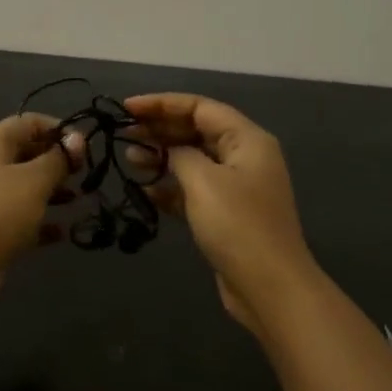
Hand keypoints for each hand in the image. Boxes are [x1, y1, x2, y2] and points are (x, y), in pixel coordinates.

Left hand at [0, 114, 81, 296]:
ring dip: (52, 190)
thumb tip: (76, 139)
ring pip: (25, 187)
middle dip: (56, 160)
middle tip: (83, 171)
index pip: (27, 122)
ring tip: (78, 198)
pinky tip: (63, 232)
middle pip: (26, 153)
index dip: (56, 127)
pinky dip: (41, 222)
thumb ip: (58, 159)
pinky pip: (21, 218)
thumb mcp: (34, 180)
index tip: (83, 143)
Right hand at [125, 94, 321, 332]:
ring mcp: (236, 186)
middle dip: (159, 129)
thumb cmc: (238, 226)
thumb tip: (167, 149)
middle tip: (122, 132)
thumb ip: (179, 154)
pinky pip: (193, 188)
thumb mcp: (203, 181)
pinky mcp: (225, 213)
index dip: (162, 104)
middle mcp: (244, 156)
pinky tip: (144, 189)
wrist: (269, 286)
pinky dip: (170, 185)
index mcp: (247, 139)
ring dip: (161, 156)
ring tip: (128, 158)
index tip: (126, 108)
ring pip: (192, 159)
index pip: (199, 107)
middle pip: (196, 130)